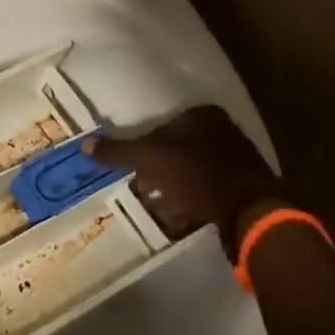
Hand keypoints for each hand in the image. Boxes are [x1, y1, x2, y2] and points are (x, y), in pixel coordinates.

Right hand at [94, 106, 334, 334]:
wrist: (250, 213)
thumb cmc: (196, 173)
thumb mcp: (149, 158)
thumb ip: (118, 151)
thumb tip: (84, 144)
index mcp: (204, 116)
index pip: (163, 125)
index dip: (144, 146)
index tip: (132, 166)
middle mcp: (224, 133)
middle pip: (177, 150)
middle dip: (158, 169)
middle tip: (139, 186)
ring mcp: (237, 162)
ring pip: (191, 173)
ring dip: (172, 188)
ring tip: (153, 205)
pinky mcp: (244, 191)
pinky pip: (207, 193)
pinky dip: (190, 203)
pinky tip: (176, 218)